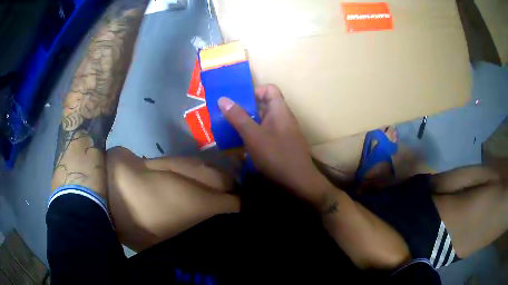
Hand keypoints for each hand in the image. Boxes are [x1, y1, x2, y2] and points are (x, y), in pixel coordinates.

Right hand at [218, 84, 326, 202]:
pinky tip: (244, 146)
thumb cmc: (276, 155)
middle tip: (228, 116)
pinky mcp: (283, 145)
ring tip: (232, 131)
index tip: (239, 102)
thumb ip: (238, 117)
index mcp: (280, 110)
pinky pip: (267, 134)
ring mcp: (285, 132)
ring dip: (249, 123)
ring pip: (264, 121)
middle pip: (265, 105)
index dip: (254, 90)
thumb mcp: (253, 135)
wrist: (298, 182)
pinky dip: (255, 136)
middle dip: (246, 109)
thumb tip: (223, 99)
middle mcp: (284, 118)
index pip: (270, 88)